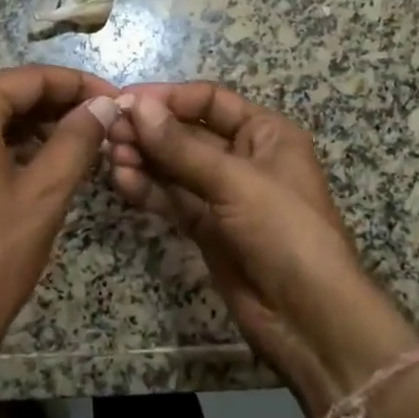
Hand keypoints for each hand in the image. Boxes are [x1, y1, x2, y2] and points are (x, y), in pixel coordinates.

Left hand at [0, 66, 120, 385]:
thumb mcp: (45, 192)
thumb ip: (78, 139)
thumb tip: (105, 105)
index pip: (28, 79)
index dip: (77, 84)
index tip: (116, 99)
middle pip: (10, 95)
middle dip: (60, 104)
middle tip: (107, 119)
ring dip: (41, 125)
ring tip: (89, 139)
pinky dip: (18, 147)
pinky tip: (53, 161)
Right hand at [106, 83, 418, 403]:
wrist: (310, 318)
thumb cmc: (285, 231)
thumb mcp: (235, 181)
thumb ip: (181, 147)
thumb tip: (136, 107)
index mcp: (266, 133)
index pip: (210, 100)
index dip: (169, 98)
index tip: (126, 101)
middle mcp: (244, 157)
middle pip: (188, 132)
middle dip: (150, 131)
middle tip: (108, 131)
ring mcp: (224, 195)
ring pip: (175, 167)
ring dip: (144, 159)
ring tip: (111, 156)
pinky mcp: (207, 228)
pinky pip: (173, 199)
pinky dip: (149, 189)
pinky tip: (123, 181)